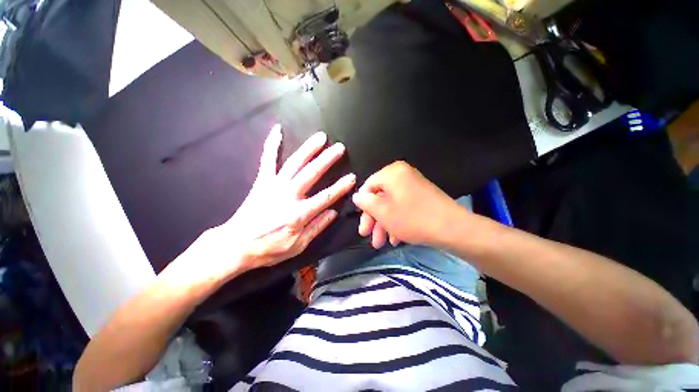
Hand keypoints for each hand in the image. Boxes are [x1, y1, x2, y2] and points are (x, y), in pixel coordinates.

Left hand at [221, 124, 354, 270]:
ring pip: (294, 163)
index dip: (341, 187)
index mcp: (299, 214)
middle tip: (340, 147)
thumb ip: (317, 227)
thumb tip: (333, 212)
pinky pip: (268, 160)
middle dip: (327, 159)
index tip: (352, 177)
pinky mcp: (262, 182)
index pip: (326, 197)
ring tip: (320, 137)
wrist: (236, 245)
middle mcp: (288, 196)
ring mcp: (274, 186)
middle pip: (311, 173)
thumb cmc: (269, 248)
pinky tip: (278, 130)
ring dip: (309, 148)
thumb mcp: (297, 245)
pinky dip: (272, 144)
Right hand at [352, 161, 459, 248]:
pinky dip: (397, 222)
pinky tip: (396, 239)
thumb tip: (357, 197)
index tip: (362, 224)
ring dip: (384, 224)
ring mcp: (413, 186)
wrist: (453, 228)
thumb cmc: (412, 218)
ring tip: (381, 244)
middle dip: (373, 219)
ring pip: (391, 205)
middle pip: (380, 197)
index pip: (368, 186)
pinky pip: (403, 207)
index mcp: (392, 173)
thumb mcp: (383, 212)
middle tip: (368, 237)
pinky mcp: (421, 197)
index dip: (363, 205)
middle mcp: (403, 175)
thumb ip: (366, 202)